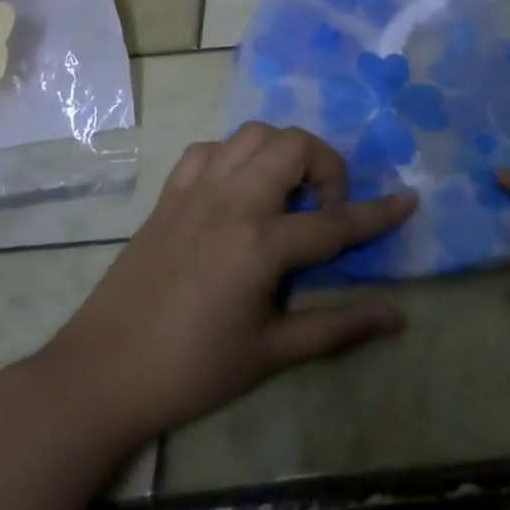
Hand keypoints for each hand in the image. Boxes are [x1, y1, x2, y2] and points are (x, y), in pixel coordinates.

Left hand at [37, 123, 415, 448]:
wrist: (100, 375)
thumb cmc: (192, 371)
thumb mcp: (271, 354)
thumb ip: (338, 328)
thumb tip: (397, 317)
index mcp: (261, 243)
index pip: (336, 222)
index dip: (378, 213)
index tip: (409, 199)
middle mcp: (233, 201)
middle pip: (295, 146)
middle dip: (326, 166)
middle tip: (325, 208)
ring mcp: (197, 191)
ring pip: (254, 134)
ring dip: (282, 152)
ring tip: (286, 193)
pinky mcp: (170, 195)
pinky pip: (209, 149)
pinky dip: (234, 156)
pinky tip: (237, 189)